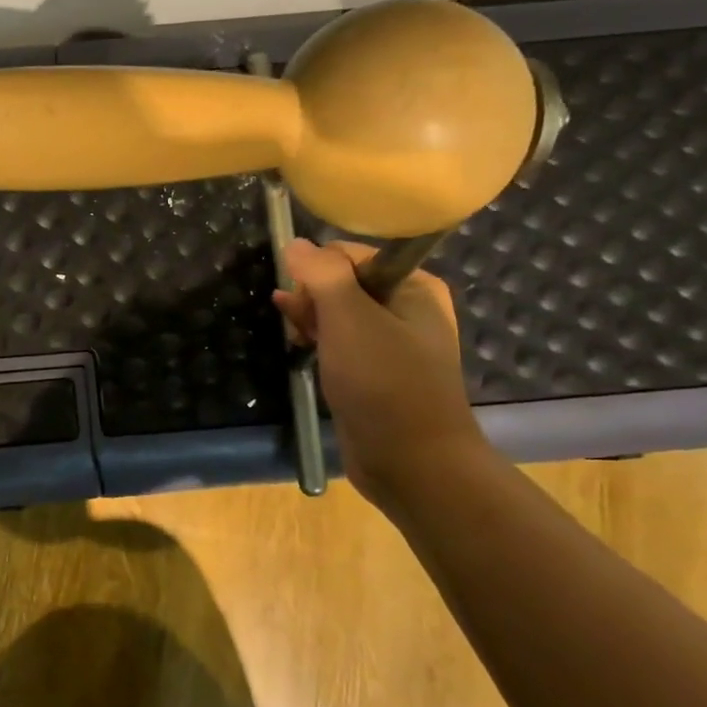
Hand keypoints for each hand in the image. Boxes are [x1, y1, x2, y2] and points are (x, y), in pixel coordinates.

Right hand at [272, 239, 489, 510]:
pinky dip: (318, 341)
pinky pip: (340, 342)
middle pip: (341, 282)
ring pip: (337, 313)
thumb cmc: (383, 383)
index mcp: (413, 285)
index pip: (350, 254)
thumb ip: (322, 274)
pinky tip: (299, 347)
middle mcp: (407, 307)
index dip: (318, 272)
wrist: (411, 462)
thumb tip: (296, 244)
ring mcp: (392, 342)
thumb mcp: (349, 319)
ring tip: (293, 336)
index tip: (303, 300)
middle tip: (299, 323)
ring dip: (310, 319)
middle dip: (311, 297)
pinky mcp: (375, 371)